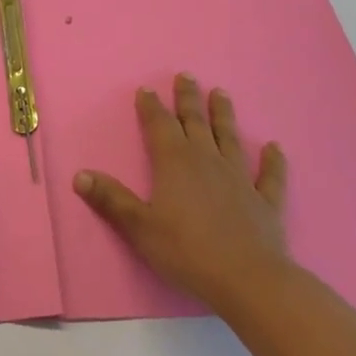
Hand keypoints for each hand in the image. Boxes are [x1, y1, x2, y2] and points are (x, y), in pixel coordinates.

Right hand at [74, 73, 290, 314]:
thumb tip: (80, 175)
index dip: (151, 107)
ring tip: (221, 93)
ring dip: (224, 116)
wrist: (248, 280)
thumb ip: (111, 200)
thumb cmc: (187, 251)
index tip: (147, 90)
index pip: (160, 125)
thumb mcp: (140, 227)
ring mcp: (240, 179)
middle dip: (188, 99)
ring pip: (230, 139)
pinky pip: (270, 176)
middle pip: (196, 122)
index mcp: (175, 163)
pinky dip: (273, 161)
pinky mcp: (265, 202)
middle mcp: (207, 161)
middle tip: (186, 75)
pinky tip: (275, 148)